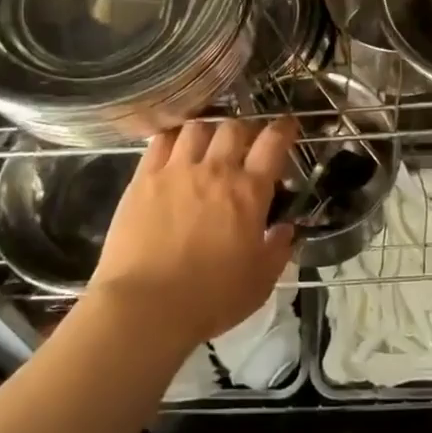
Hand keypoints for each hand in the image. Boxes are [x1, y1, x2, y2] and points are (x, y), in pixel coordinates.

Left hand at [88, 117, 300, 351]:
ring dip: (209, 131)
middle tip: (245, 143)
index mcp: (249, 192)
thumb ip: (278, 250)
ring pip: (197, 128)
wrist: (146, 306)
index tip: (287, 126)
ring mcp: (176, 170)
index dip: (283, 129)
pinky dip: (173, 137)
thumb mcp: (260, 282)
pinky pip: (160, 141)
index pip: (272, 143)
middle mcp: (215, 170)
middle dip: (245, 130)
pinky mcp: (144, 178)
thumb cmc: (211, 299)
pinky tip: (174, 147)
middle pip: (234, 128)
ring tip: (208, 143)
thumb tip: (286, 229)